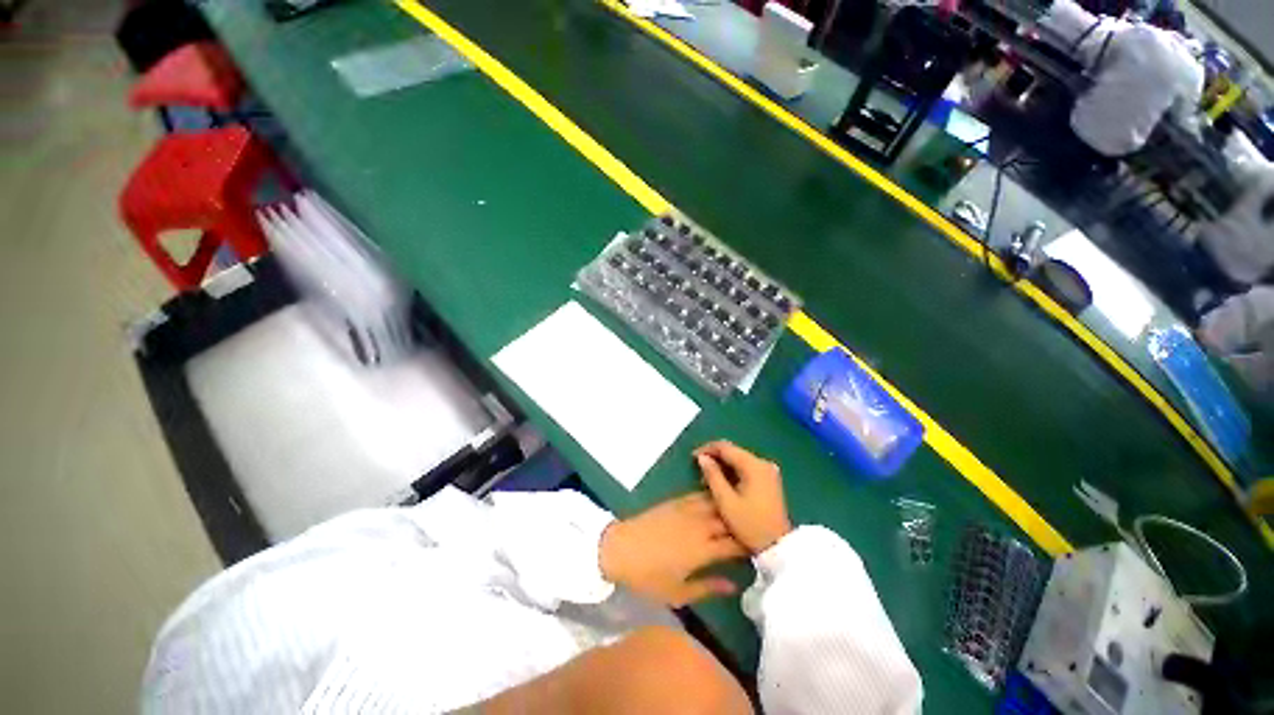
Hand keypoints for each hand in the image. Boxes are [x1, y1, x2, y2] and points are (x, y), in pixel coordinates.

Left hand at [600, 492, 746, 605]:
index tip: (759, 546)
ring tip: (741, 507)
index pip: (734, 544)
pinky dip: (711, 495)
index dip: (748, 544)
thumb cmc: (648, 577)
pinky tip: (717, 495)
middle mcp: (699, 526)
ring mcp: (687, 510)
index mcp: (703, 550)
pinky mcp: (675, 501)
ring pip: (716, 503)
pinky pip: (699, 494)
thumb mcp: (678, 593)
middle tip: (754, 526)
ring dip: (729, 505)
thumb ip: (708, 587)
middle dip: (743, 523)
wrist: (619, 548)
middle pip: (728, 520)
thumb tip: (734, 585)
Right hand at [696, 441, 791, 553]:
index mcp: (754, 466)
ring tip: (708, 478)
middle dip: (715, 457)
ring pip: (739, 459)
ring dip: (723, 465)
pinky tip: (723, 482)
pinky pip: (746, 468)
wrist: (778, 546)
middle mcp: (763, 463)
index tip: (693, 458)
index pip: (726, 447)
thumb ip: (713, 476)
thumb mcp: (726, 502)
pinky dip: (733, 472)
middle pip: (733, 451)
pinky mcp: (769, 479)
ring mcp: (768, 471)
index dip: (707, 449)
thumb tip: (702, 458)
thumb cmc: (750, 525)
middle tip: (699, 470)